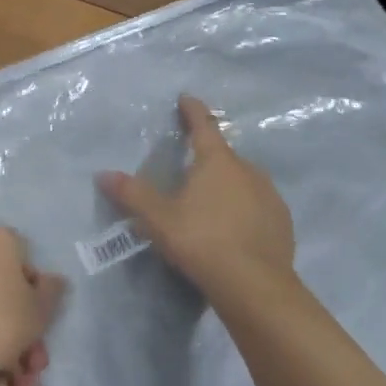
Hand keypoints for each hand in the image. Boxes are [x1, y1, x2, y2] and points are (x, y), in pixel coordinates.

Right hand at [98, 94, 295, 303]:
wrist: (256, 287)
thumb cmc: (202, 241)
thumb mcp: (159, 219)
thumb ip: (132, 194)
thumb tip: (103, 174)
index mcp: (217, 161)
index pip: (203, 125)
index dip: (192, 110)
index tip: (186, 98)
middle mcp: (247, 170)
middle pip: (223, 156)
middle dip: (207, 159)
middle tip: (189, 171)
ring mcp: (269, 196)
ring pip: (243, 181)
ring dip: (227, 186)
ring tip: (210, 205)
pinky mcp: (282, 222)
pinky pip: (258, 206)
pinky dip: (245, 210)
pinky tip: (234, 230)